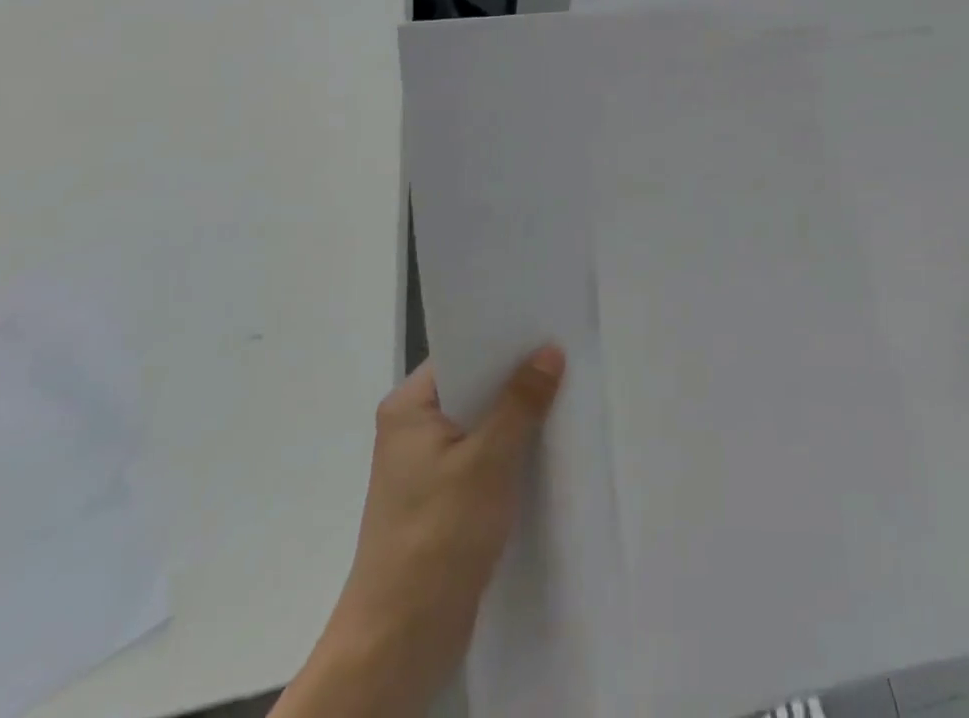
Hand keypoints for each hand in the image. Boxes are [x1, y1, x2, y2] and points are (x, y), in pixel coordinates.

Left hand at [293, 347, 564, 717]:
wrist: (398, 644)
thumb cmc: (437, 537)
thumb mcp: (488, 460)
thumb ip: (521, 402)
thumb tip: (550, 350)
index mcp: (409, 408)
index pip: (462, 351)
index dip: (504, 338)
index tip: (549, 324)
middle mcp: (413, 429)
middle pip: (475, 385)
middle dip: (518, 376)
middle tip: (570, 353)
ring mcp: (427, 467)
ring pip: (483, 422)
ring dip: (519, 415)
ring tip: (569, 391)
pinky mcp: (444, 499)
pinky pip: (484, 456)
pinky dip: (512, 449)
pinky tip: (549, 443)